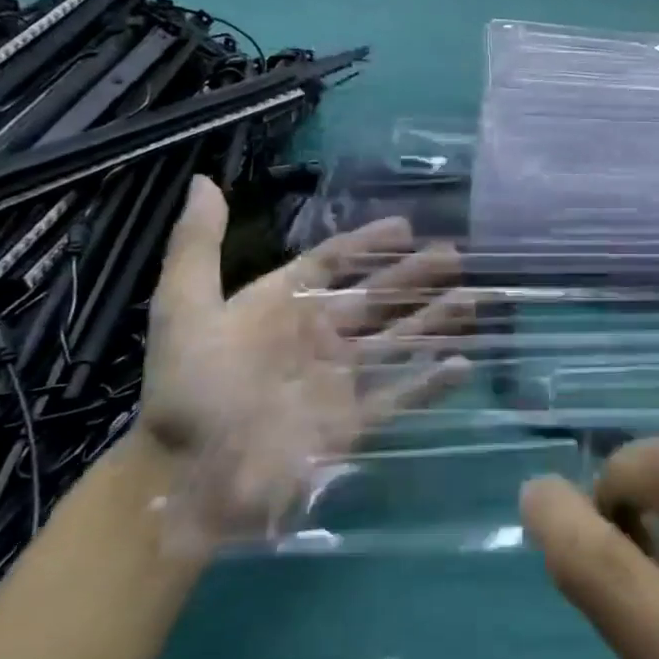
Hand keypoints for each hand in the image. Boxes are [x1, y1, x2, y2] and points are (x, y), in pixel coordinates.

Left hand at [140, 178, 471, 540]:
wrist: (187, 478)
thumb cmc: (188, 391)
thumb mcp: (184, 310)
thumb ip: (197, 247)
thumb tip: (203, 180)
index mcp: (283, 305)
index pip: (334, 262)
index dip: (369, 243)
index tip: (407, 226)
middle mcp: (319, 334)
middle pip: (378, 296)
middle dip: (417, 276)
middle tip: (458, 257)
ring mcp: (340, 378)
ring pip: (398, 338)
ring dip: (436, 320)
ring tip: (474, 300)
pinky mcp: (354, 419)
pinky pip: (401, 393)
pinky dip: (432, 380)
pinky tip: (463, 362)